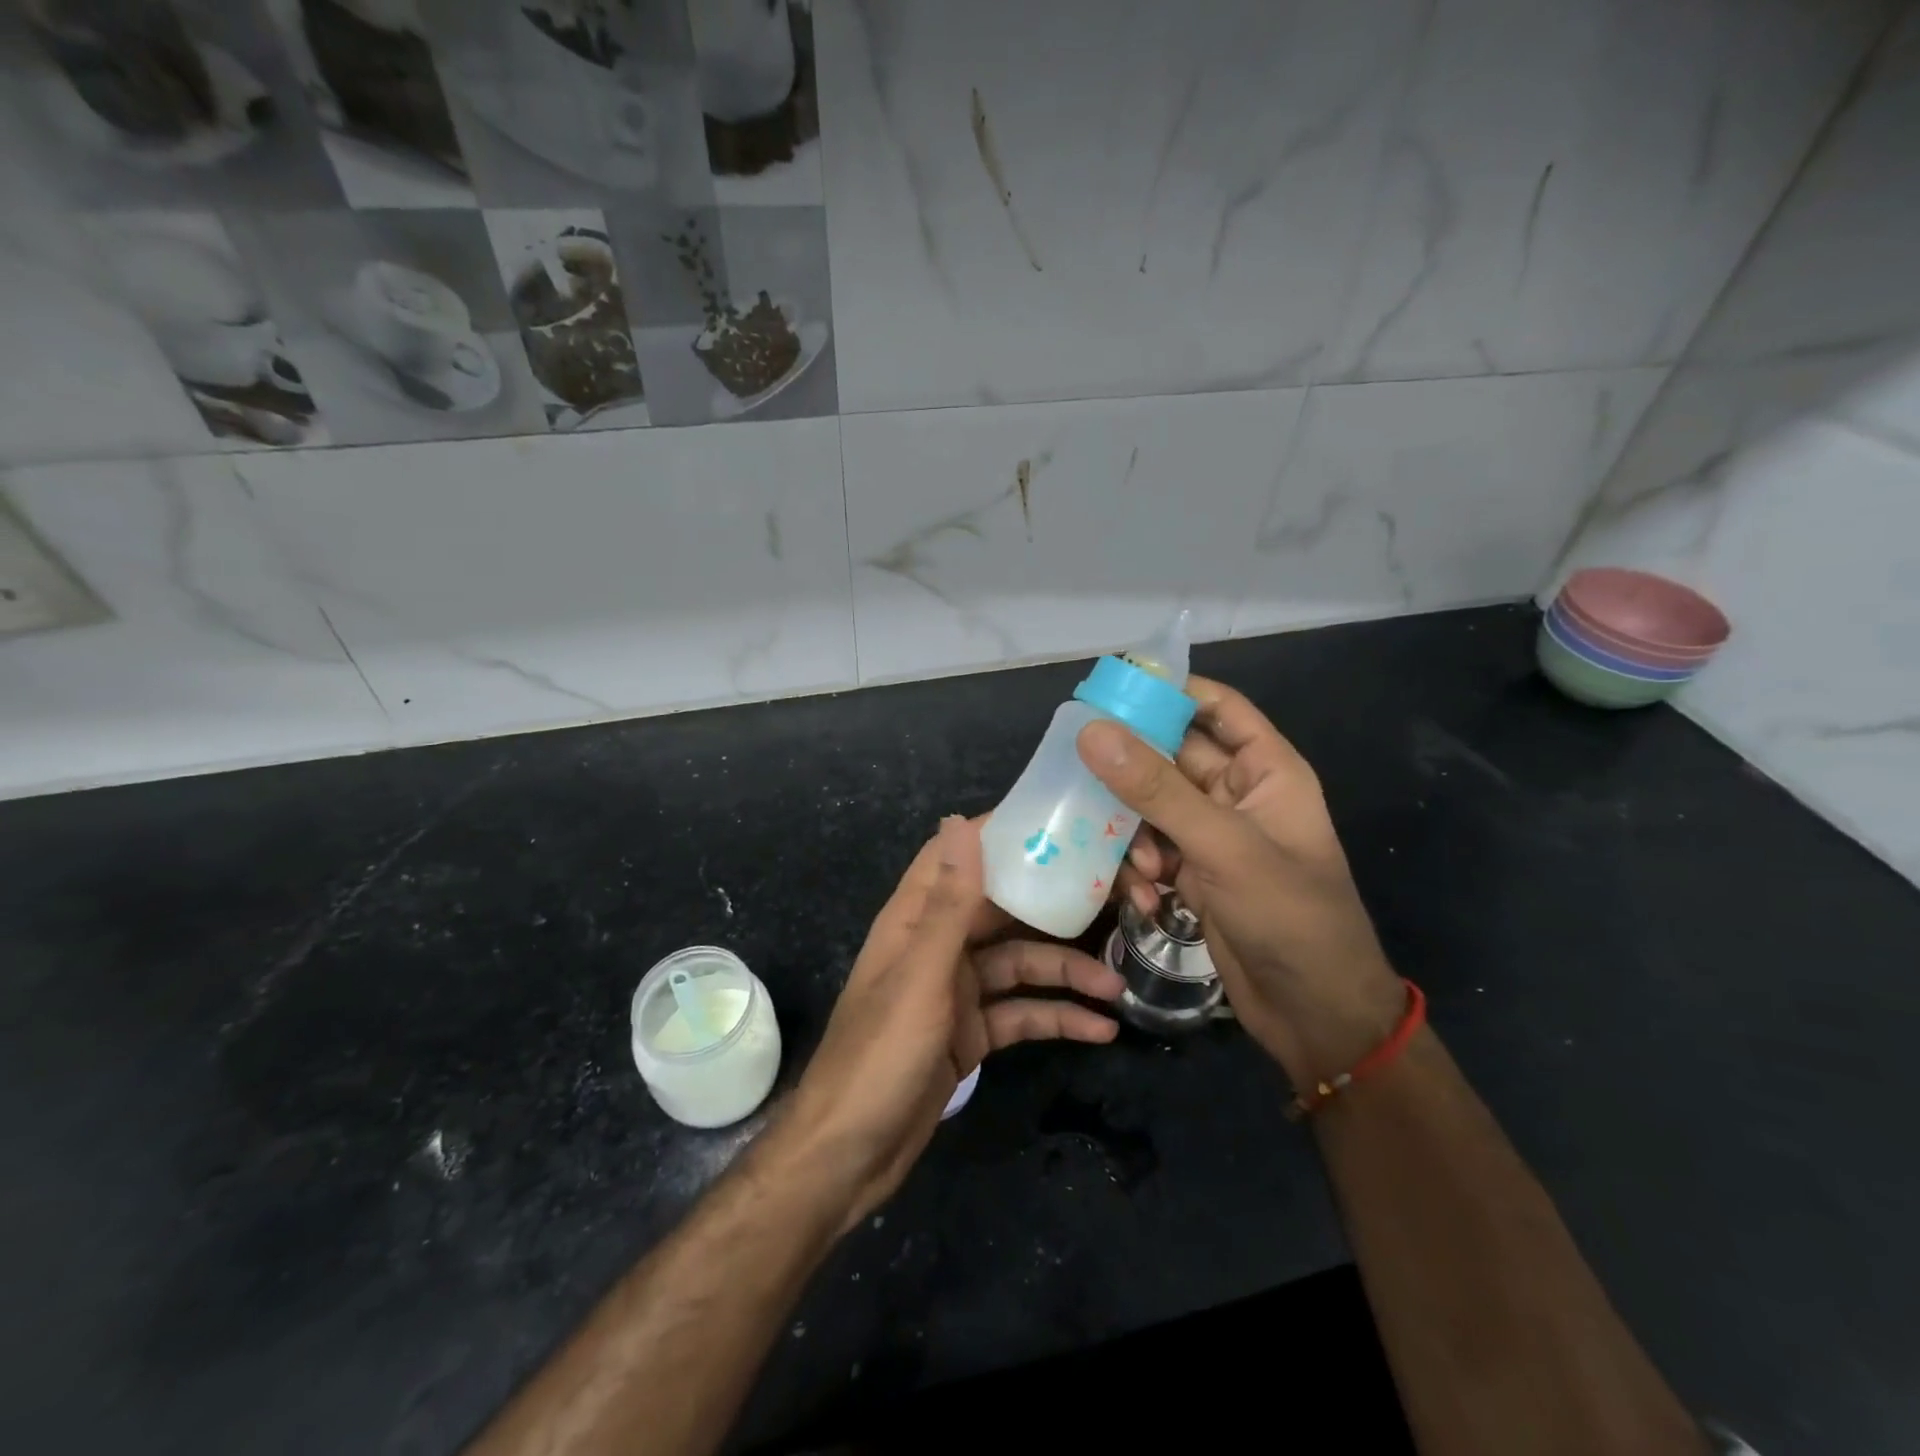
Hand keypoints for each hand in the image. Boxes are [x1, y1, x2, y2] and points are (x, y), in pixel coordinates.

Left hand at [776, 815, 1123, 1228]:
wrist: (849, 1156)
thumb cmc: (879, 1054)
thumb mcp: (922, 975)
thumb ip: (950, 903)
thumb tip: (960, 821)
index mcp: (916, 919)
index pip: (958, 857)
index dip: (1000, 835)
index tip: (1057, 825)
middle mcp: (938, 945)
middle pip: (1002, 910)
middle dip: (1054, 907)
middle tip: (1116, 900)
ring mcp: (956, 991)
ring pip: (1020, 965)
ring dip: (1066, 973)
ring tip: (1117, 985)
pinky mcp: (971, 1033)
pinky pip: (1020, 1014)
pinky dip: (1055, 1018)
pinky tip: (1100, 1030)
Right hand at [1076, 675, 1404, 1088]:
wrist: (1316, 1018)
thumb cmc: (1290, 918)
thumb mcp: (1223, 847)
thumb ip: (1156, 790)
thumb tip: (1092, 731)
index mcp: (1266, 770)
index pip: (1217, 707)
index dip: (1170, 691)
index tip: (1110, 690)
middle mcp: (1236, 795)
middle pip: (1170, 757)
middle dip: (1131, 769)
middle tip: (1078, 768)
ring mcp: (1212, 837)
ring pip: (1151, 807)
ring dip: (1134, 832)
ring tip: (1141, 865)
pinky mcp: (1193, 875)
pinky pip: (1150, 850)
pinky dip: (1139, 869)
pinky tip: (1145, 900)